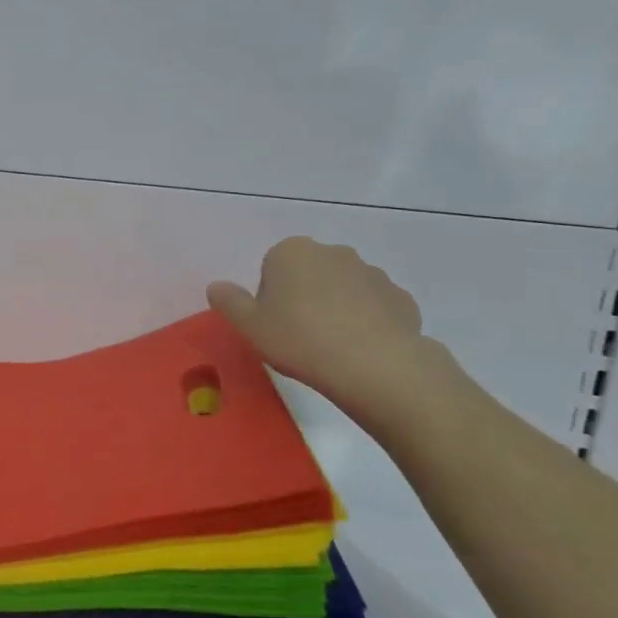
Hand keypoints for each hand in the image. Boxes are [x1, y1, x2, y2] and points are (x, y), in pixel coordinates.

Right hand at [208, 237, 445, 420]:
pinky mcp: (400, 297)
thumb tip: (217, 286)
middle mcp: (333, 252)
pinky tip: (360, 349)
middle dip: (303, 297)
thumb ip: (228, 301)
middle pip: (308, 273)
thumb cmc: (299, 339)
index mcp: (291, 252)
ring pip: (343, 288)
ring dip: (335, 308)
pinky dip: (366, 322)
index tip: (273, 324)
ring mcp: (372, 273)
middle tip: (298, 335)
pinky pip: (373, 306)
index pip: (272, 268)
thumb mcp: (249, 326)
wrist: (375, 365)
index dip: (270, 298)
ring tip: (331, 346)